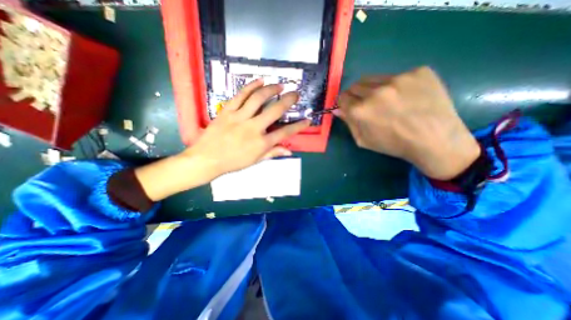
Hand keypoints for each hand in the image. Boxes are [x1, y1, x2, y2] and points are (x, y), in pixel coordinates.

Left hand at [134, 78, 309, 199]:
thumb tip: (289, 151)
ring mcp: (239, 118)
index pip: (285, 133)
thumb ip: (272, 153)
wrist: (207, 159)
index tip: (307, 120)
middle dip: (288, 100)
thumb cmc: (232, 163)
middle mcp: (253, 128)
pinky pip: (240, 95)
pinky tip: (260, 81)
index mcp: (261, 143)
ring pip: (258, 98)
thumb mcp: (255, 161)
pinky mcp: (227, 111)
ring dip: (271, 89)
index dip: (299, 126)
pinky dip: (251, 86)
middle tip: (295, 94)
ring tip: (279, 85)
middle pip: (275, 110)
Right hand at [335, 66, 477, 179]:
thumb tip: (338, 109)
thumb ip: (349, 122)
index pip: (343, 97)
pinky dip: (397, 86)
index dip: (344, 102)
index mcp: (360, 110)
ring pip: (375, 78)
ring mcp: (398, 78)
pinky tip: (407, 97)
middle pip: (356, 85)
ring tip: (387, 100)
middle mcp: (375, 91)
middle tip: (368, 104)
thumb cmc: (393, 144)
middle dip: (357, 94)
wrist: (435, 139)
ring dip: (374, 88)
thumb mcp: (363, 140)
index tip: (349, 106)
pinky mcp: (418, 71)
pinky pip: (398, 76)